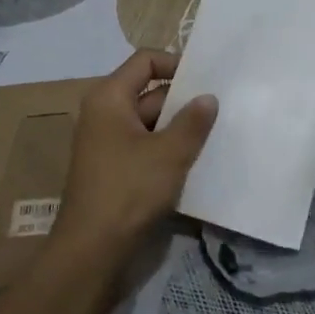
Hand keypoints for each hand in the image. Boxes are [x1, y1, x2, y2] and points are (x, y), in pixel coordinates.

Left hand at [51, 50, 217, 264]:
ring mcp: (109, 144)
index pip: (145, 61)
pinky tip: (198, 162)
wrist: (92, 252)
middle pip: (150, 92)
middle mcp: (105, 114)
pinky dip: (169, 151)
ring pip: (152, 124)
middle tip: (222, 108)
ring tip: (217, 134)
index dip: (176, 63)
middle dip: (184, 101)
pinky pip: (147, 148)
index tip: (207, 79)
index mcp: (109, 98)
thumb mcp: (169, 153)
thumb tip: (208, 97)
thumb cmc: (128, 191)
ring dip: (180, 129)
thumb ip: (192, 122)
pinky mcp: (116, 171)